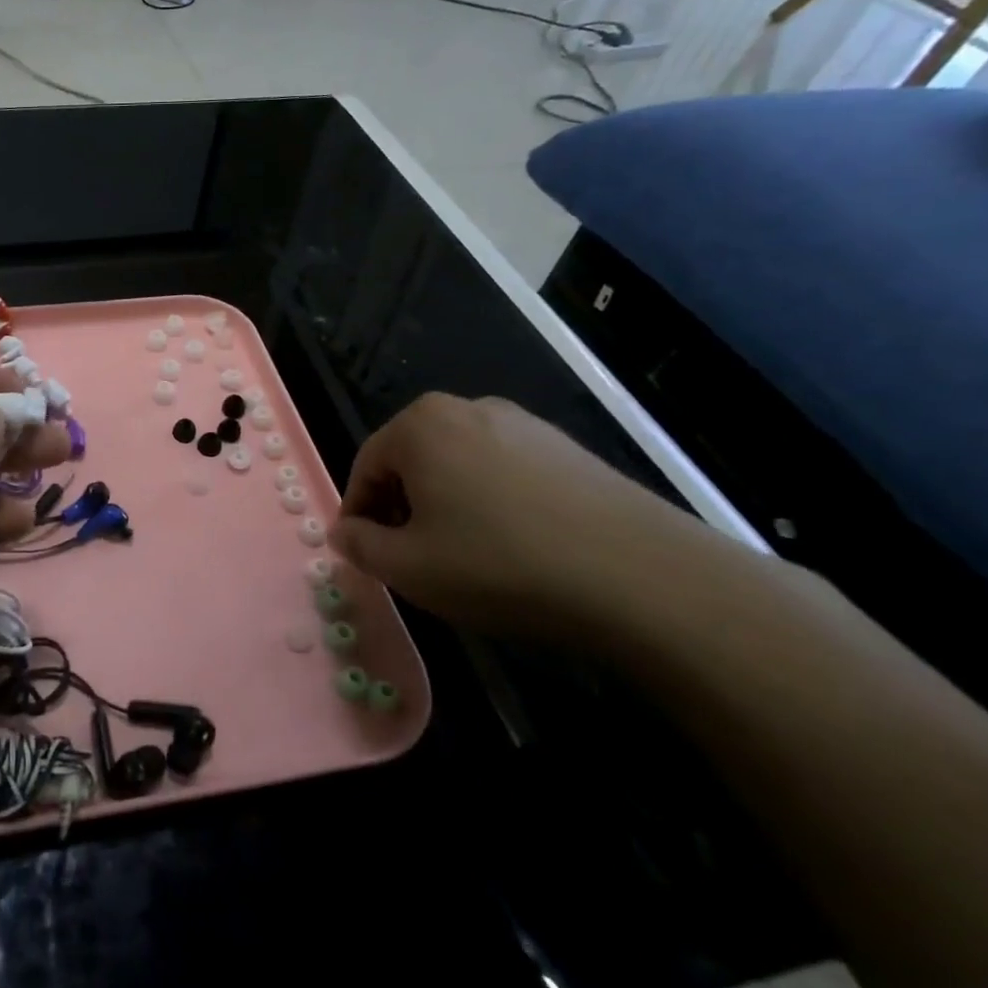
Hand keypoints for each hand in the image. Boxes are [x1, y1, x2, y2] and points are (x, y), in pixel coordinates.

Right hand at [332, 393, 706, 642]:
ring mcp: (525, 425)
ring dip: (447, 506)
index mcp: (420, 426)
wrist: (643, 578)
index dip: (359, 515)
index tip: (366, 555)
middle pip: (412, 461)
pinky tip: (515, 548)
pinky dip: (493, 504)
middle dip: (402, 507)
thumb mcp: (408, 568)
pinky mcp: (569, 449)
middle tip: (411, 558)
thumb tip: (344, 533)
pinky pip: (506, 472)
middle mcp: (468, 409)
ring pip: (459, 466)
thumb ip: (360, 547)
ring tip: (465, 557)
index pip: (365, 467)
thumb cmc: (500, 564)